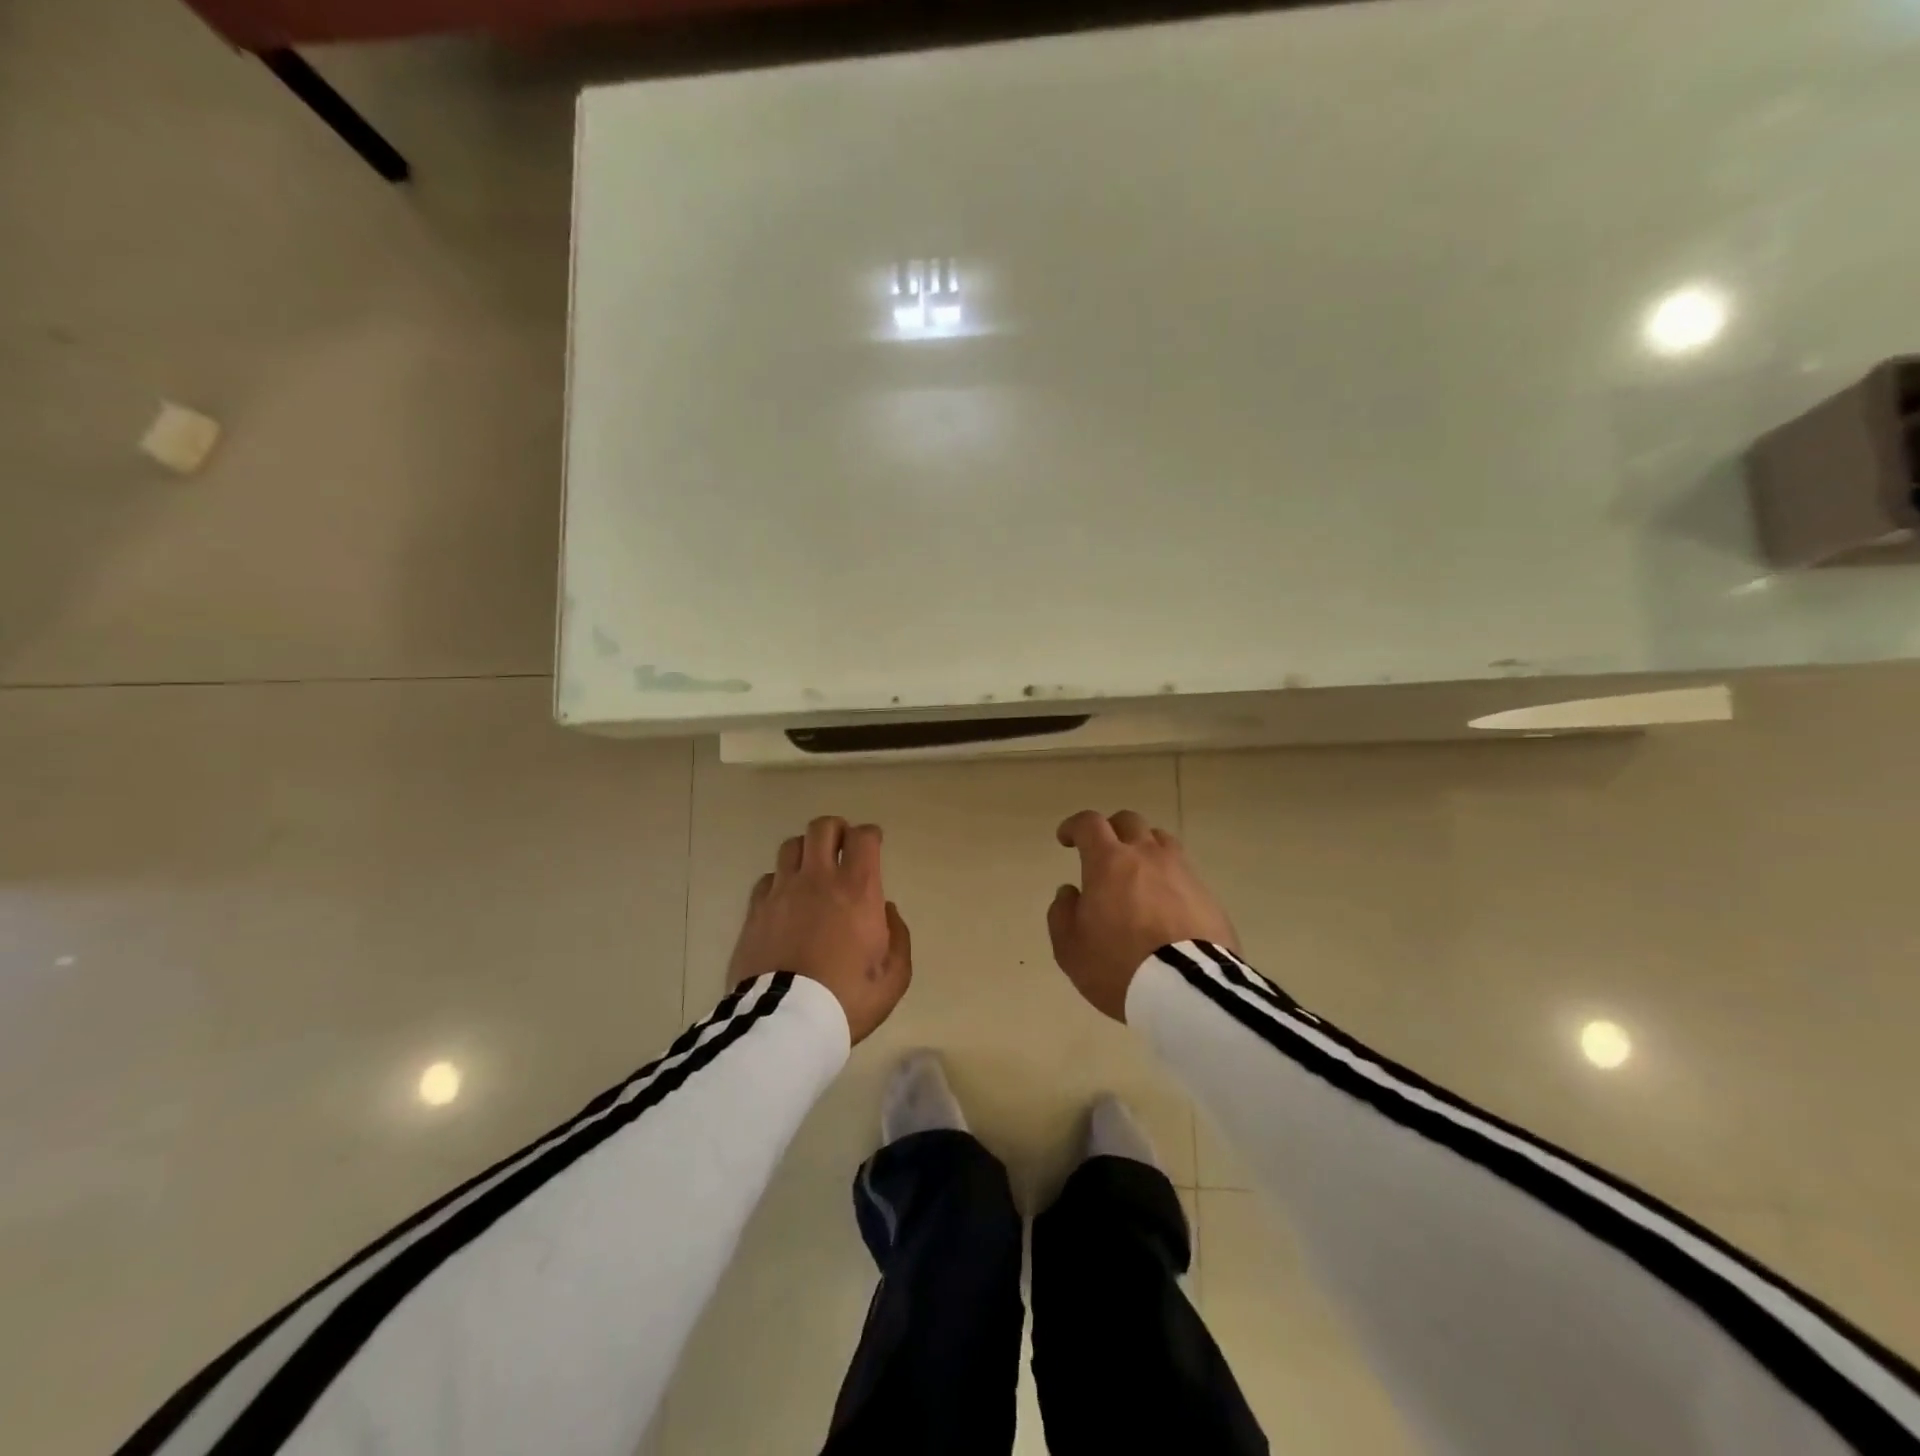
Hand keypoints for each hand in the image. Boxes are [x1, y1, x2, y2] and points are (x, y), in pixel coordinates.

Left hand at [726, 816, 911, 1043]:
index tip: (874, 844)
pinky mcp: (755, 910)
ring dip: (806, 851)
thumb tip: (886, 910)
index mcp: (857, 890)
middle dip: (836, 830)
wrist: (785, 1023)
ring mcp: (782, 892)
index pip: (863, 837)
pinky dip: (780, 880)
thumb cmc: (847, 999)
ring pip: (791, 846)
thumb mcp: (894, 977)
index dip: (871, 835)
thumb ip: (898, 937)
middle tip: (843, 846)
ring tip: (812, 869)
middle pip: (822, 828)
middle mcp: (818, 879)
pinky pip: (768, 878)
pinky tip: (786, 899)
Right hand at [1047, 809, 1238, 1021]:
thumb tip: (1070, 892)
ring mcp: (1182, 872)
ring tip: (1137, 871)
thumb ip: (1062, 913)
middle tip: (1102, 851)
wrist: (1187, 989)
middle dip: (1111, 830)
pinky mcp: (1207, 895)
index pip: (1089, 824)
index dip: (1074, 826)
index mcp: (1108, 862)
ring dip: (1144, 847)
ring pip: (1161, 841)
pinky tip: (1164, 902)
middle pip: (1129, 822)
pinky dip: (1168, 877)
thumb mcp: (1070, 947)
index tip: (1066, 839)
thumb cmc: (1118, 965)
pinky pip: (1183, 871)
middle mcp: (1146, 856)